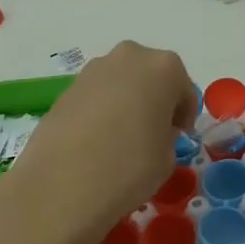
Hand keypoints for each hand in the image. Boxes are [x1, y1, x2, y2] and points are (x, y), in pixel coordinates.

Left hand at [0, 41, 196, 243]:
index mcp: (164, 68)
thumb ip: (167, 135)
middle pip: (151, 76)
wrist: (60, 186)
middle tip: (152, 133)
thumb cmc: (129, 168)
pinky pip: (96, 95)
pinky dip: (101, 111)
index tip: (178, 137)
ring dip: (126, 102)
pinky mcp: (66, 88)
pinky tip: (95, 142)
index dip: (183, 115)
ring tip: (120, 139)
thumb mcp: (168, 157)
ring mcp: (93, 69)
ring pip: (121, 82)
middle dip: (154, 99)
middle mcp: (130, 57)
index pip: (184, 89)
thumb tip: (151, 131)